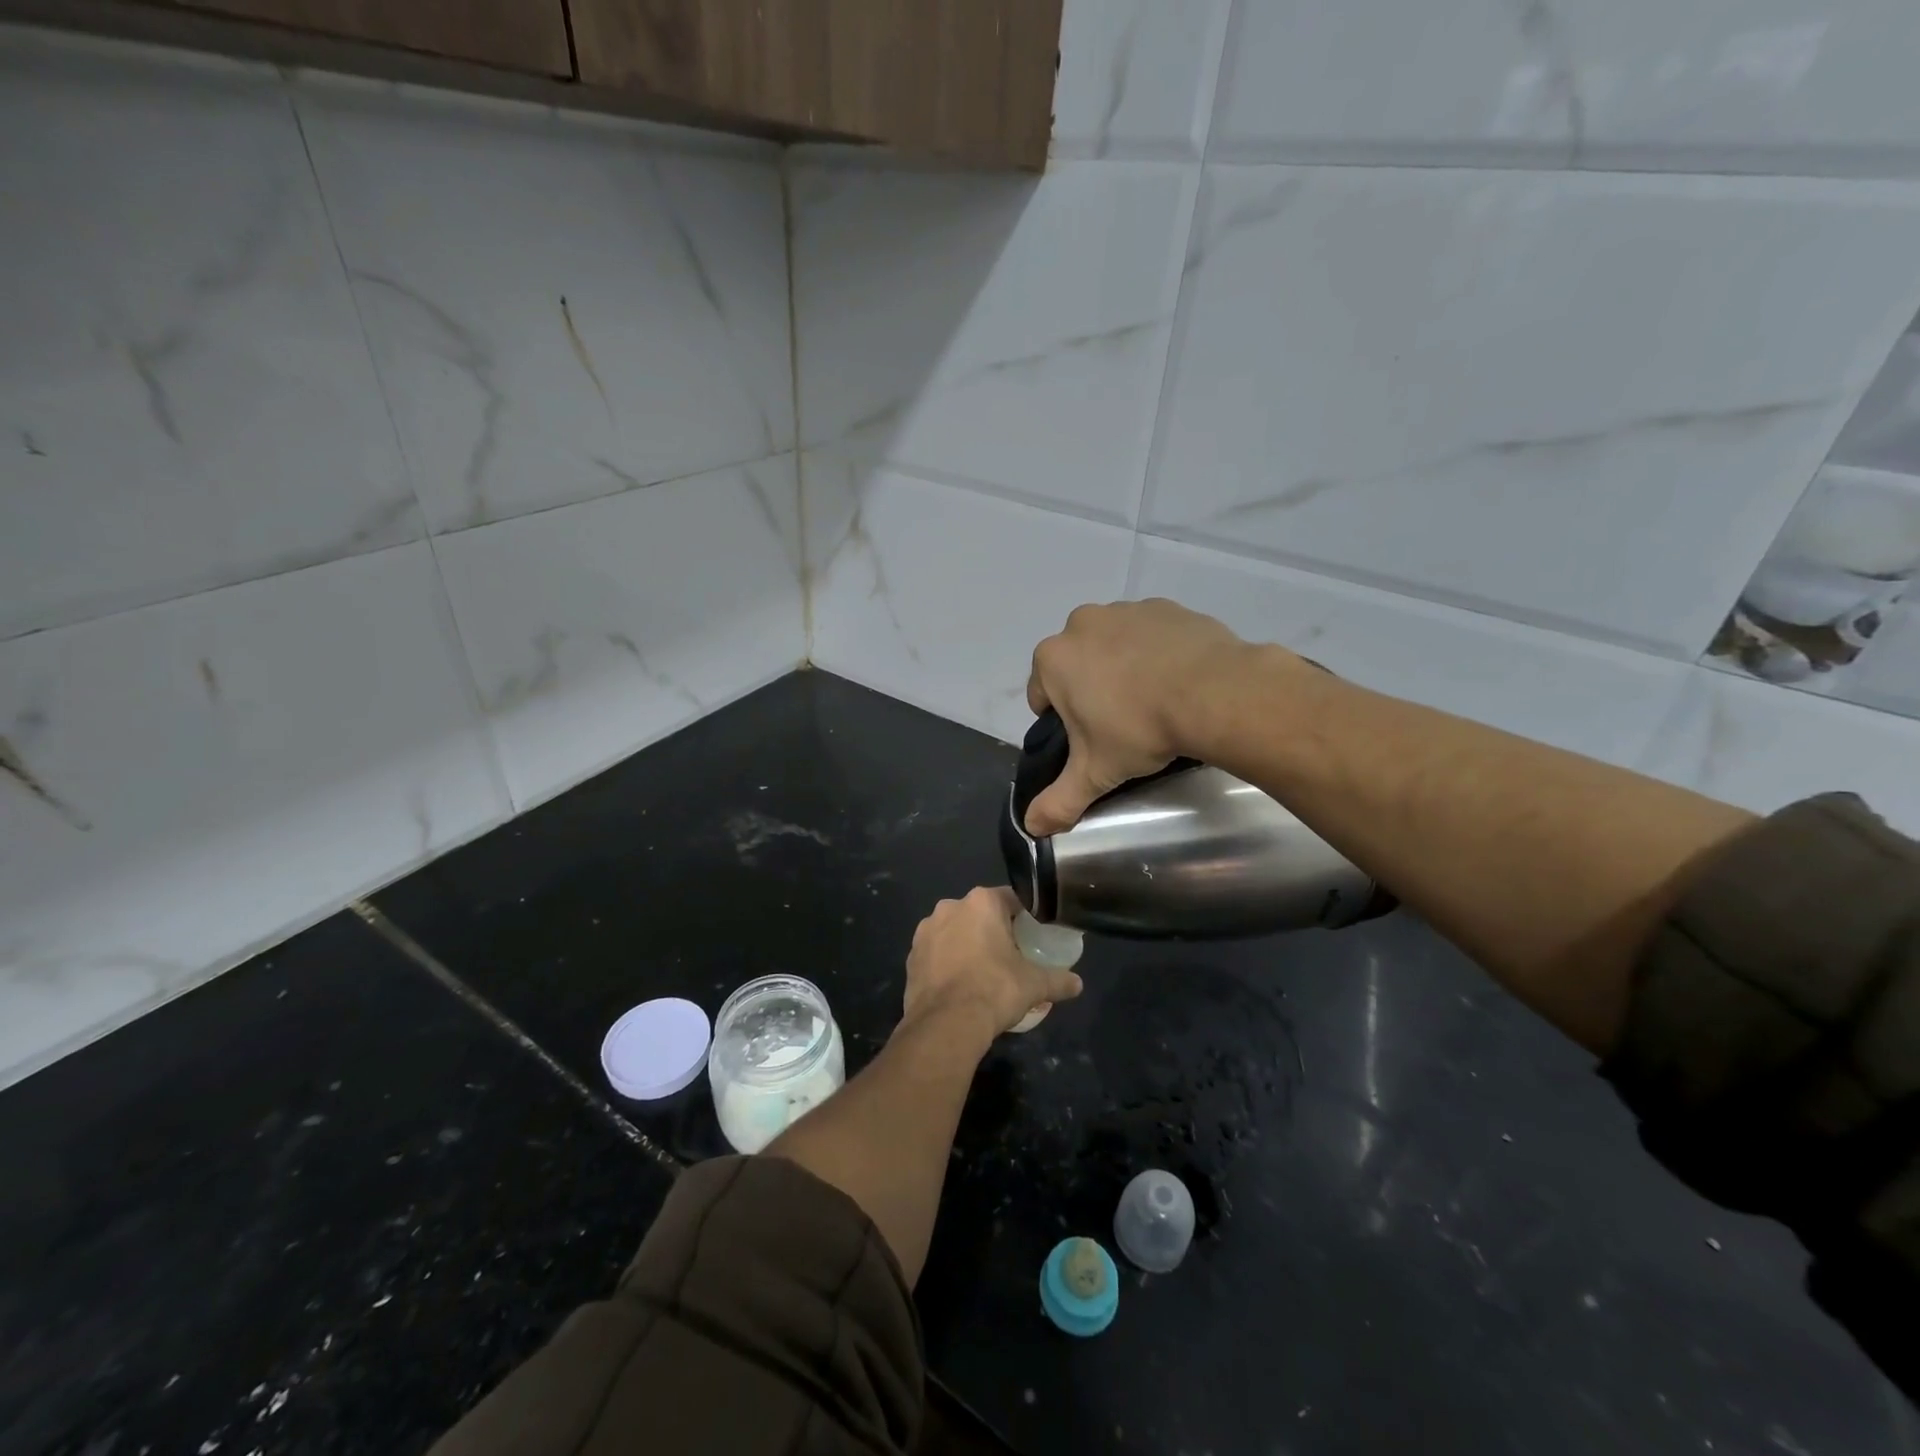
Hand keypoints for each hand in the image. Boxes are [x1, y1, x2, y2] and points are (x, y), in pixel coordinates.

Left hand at [902, 887, 1083, 1043]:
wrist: (946, 1023)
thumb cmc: (995, 990)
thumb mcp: (1034, 985)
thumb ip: (1058, 980)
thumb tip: (1078, 984)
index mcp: (981, 902)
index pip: (1011, 899)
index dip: (1025, 915)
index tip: (1034, 933)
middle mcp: (950, 907)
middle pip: (980, 913)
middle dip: (993, 929)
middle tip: (1011, 955)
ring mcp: (925, 931)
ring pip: (955, 931)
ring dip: (967, 944)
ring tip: (983, 972)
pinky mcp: (911, 955)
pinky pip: (936, 952)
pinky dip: (947, 962)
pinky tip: (960, 984)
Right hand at [1024, 599, 1258, 835]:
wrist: (1215, 694)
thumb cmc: (1140, 729)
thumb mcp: (1096, 773)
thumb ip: (1059, 801)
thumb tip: (1031, 827)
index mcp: (1053, 658)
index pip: (1041, 694)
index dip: (1061, 721)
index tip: (1089, 739)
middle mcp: (1082, 624)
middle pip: (1075, 665)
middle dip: (1089, 689)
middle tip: (1120, 723)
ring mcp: (1126, 610)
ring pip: (1111, 646)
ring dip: (1121, 668)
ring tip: (1152, 702)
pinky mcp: (1166, 608)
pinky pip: (1149, 634)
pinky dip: (1155, 653)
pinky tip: (1176, 681)